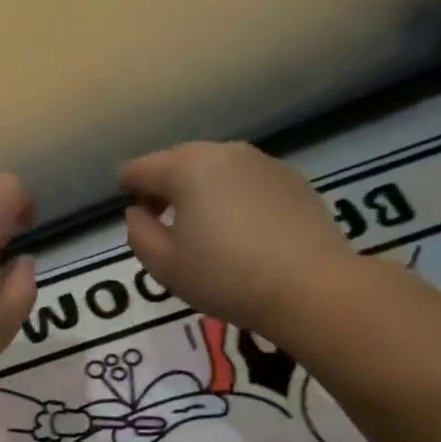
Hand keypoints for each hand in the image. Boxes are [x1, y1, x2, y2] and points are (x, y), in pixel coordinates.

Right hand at [120, 141, 356, 333]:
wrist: (312, 288)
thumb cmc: (226, 277)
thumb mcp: (165, 265)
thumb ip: (139, 233)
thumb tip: (139, 213)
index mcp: (186, 168)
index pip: (141, 168)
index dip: (127, 186)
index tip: (128, 207)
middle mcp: (223, 153)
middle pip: (178, 161)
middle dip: (164, 186)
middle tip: (162, 221)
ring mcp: (262, 162)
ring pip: (215, 169)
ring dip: (200, 190)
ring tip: (203, 227)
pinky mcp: (292, 180)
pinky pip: (246, 181)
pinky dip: (233, 196)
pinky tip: (241, 230)